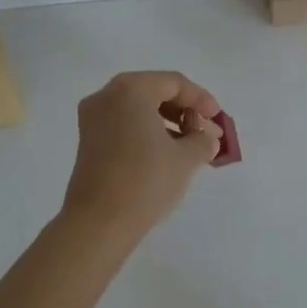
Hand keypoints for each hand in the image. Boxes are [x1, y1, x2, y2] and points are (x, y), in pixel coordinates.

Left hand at [62, 70, 222, 244]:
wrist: (98, 224)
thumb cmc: (145, 181)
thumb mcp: (185, 158)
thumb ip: (202, 140)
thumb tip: (207, 138)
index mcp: (131, 89)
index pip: (174, 83)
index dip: (201, 100)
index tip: (218, 120)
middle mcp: (107, 95)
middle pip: (155, 92)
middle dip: (185, 111)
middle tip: (206, 133)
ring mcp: (93, 117)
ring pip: (138, 108)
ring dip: (167, 122)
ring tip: (190, 146)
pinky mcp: (88, 140)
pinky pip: (124, 123)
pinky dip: (147, 131)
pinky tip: (165, 153)